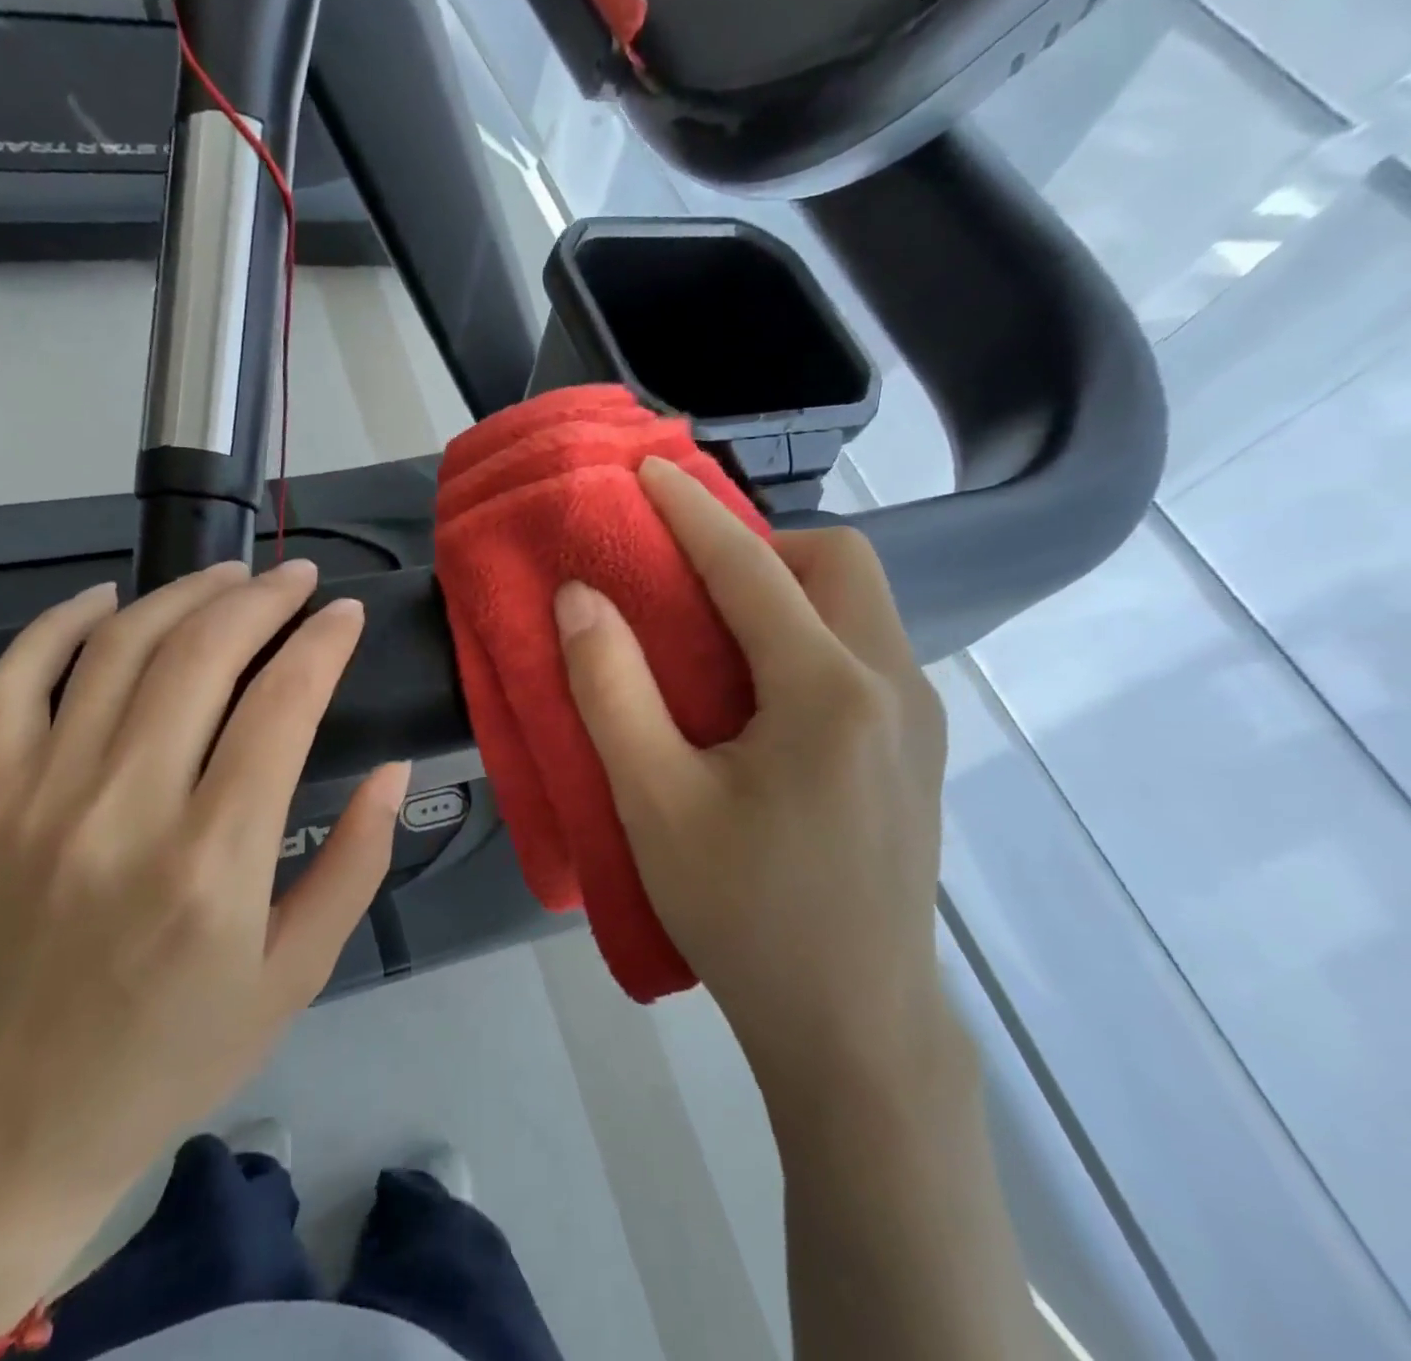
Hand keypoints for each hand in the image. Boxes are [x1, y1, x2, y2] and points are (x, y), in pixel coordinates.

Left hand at [0, 562, 408, 1349]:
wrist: (17, 1119)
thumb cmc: (179, 1053)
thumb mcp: (297, 975)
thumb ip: (356, 863)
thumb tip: (393, 770)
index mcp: (214, 863)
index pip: (280, 707)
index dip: (323, 644)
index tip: (349, 615)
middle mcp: (126, 811)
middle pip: (200, 656)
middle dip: (262, 598)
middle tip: (299, 578)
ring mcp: (46, 798)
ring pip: (118, 649)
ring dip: (184, 594)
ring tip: (231, 575)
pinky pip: (14, 682)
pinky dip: (60, 624)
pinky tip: (107, 598)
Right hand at [555, 458, 948, 1118]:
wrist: (853, 1027)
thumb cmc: (743, 914)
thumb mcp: (654, 802)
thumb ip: (611, 689)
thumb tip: (580, 598)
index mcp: (829, 691)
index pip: (753, 567)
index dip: (690, 513)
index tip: (646, 471)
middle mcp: (892, 685)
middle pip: (837, 564)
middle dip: (758, 545)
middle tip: (685, 580)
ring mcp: (917, 718)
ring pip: (859, 605)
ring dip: (784, 589)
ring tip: (711, 630)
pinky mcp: (915, 751)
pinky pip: (862, 651)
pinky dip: (805, 633)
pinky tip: (754, 692)